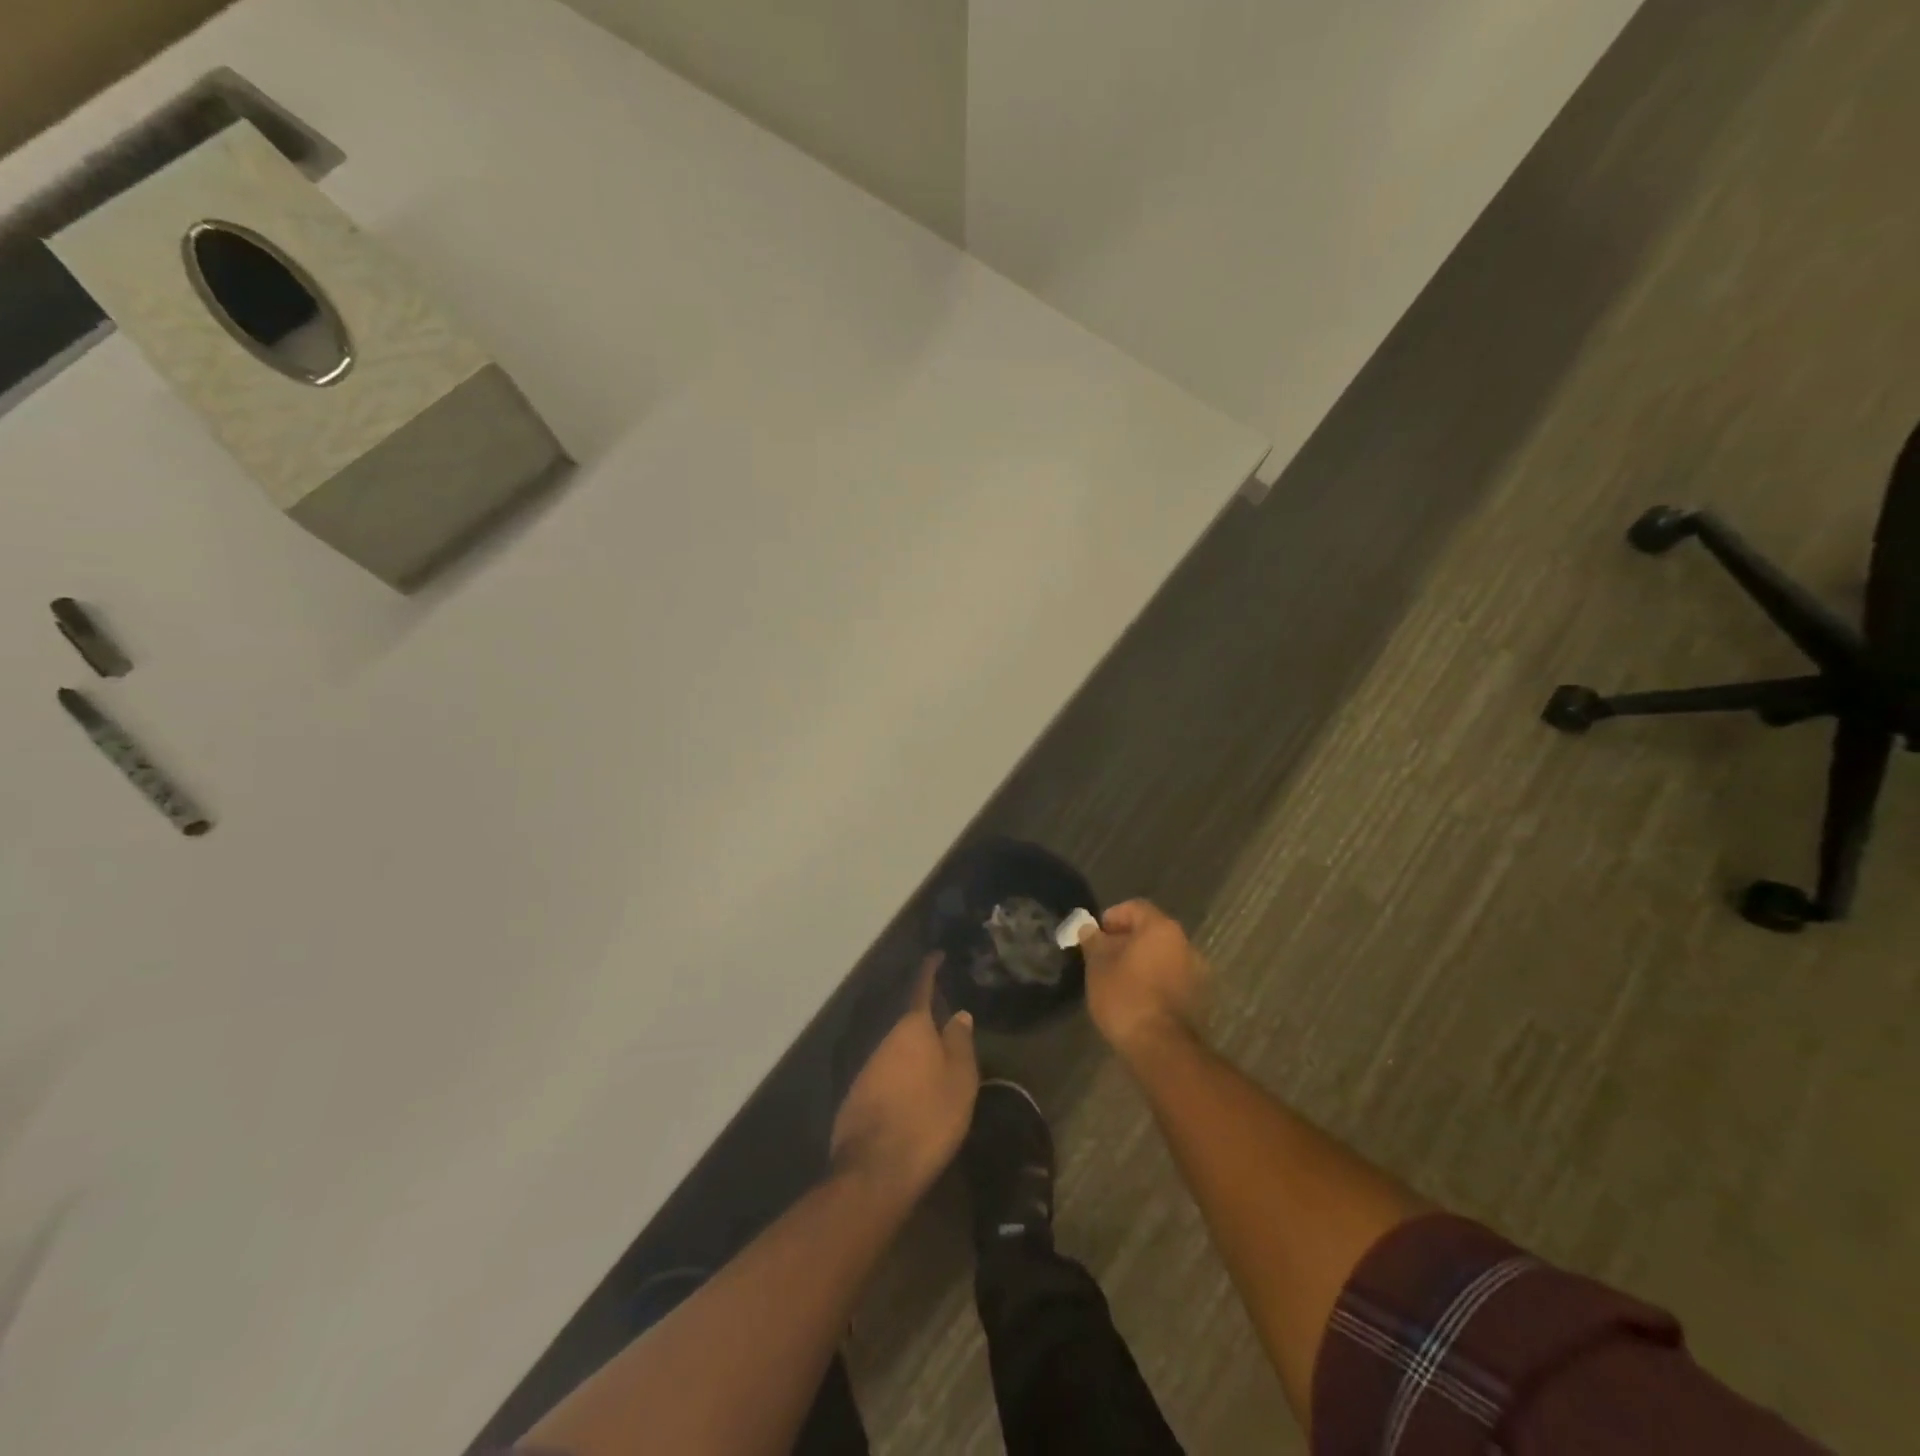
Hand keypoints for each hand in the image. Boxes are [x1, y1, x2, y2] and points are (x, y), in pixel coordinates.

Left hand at [830, 957, 977, 1198]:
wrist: (875, 1170)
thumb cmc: (928, 1117)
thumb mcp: (959, 1080)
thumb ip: (960, 1043)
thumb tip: (958, 1014)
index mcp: (911, 1029)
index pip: (921, 989)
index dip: (930, 970)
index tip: (936, 955)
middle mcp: (884, 1041)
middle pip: (909, 1025)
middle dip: (927, 1026)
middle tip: (950, 1035)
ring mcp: (866, 1069)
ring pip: (896, 1053)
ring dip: (914, 1058)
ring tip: (936, 1074)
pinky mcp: (856, 1098)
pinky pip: (885, 1078)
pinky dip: (901, 1081)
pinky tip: (913, 1101)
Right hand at [1077, 900, 1206, 1061]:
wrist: (1159, 1046)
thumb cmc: (1125, 996)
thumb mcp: (1097, 964)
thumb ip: (1093, 940)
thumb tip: (1088, 928)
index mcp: (1161, 927)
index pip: (1135, 907)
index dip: (1112, 917)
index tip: (1095, 936)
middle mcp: (1185, 943)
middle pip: (1151, 931)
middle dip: (1126, 940)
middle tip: (1103, 957)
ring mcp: (1196, 971)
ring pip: (1162, 955)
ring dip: (1142, 961)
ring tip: (1118, 979)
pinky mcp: (1198, 997)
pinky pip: (1171, 976)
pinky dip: (1154, 979)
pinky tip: (1137, 997)